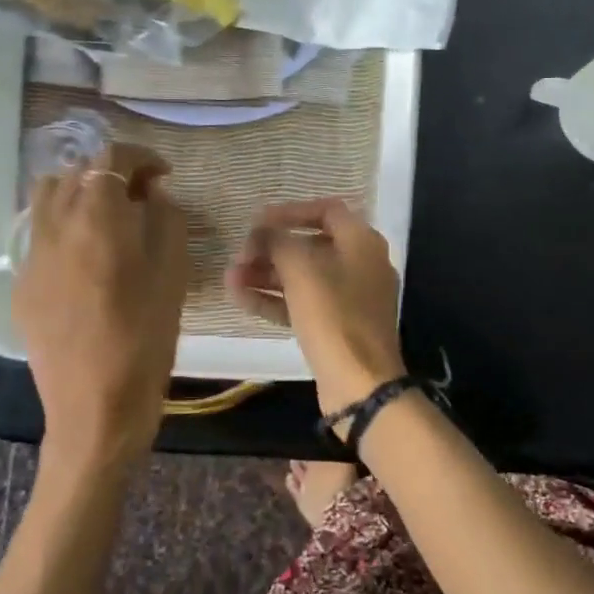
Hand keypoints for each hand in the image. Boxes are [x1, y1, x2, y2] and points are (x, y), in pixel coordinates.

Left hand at [17, 143, 188, 477]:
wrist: (94, 411)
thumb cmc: (145, 343)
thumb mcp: (173, 278)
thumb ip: (166, 223)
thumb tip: (153, 195)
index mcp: (97, 221)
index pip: (110, 159)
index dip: (139, 157)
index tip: (162, 175)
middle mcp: (55, 228)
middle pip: (75, 172)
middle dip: (110, 173)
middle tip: (141, 196)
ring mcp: (31, 257)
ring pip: (47, 198)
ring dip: (79, 193)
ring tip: (108, 218)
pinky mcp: (21, 285)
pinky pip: (39, 235)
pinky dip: (64, 225)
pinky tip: (87, 258)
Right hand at [225, 198, 403, 415]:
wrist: (360, 383)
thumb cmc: (333, 316)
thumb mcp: (301, 270)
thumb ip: (278, 241)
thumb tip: (263, 231)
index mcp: (362, 242)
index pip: (326, 210)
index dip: (290, 212)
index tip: (257, 221)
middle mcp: (361, 265)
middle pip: (311, 245)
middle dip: (271, 249)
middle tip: (240, 255)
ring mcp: (351, 298)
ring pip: (303, 277)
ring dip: (266, 275)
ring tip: (230, 278)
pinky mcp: (338, 327)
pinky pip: (304, 304)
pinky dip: (275, 299)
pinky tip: (241, 299)